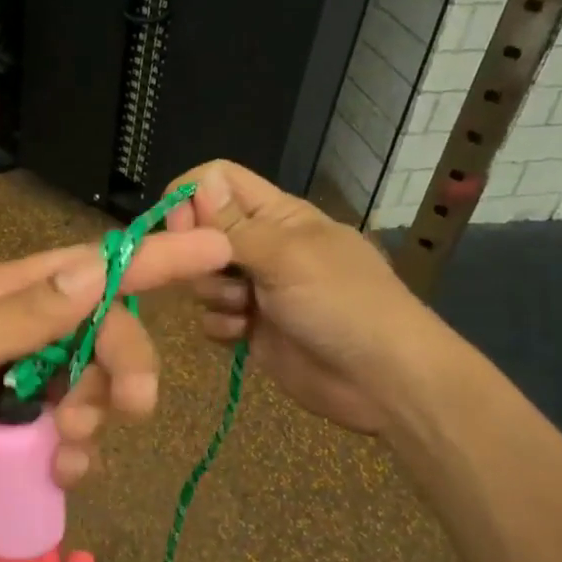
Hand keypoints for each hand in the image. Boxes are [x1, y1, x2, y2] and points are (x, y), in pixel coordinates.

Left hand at [0, 229, 231, 556]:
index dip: (148, 261)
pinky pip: (77, 442)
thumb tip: (95, 268)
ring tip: (68, 444)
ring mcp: (23, 394)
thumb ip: (24, 315)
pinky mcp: (24, 447)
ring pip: (96, 389)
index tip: (212, 251)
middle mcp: (18, 339)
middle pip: (102, 332)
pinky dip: (82, 456)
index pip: (84, 269)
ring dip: (99, 415)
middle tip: (135, 404)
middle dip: (126, 363)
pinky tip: (61, 472)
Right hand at [164, 160, 434, 435]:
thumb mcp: (287, 255)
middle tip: (221, 273)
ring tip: (245, 310)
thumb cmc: (341, 302)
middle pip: (201, 231)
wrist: (382, 380)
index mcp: (277, 215)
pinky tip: (244, 336)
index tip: (179, 228)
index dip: (192, 197)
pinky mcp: (251, 328)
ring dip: (214, 294)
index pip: (220, 181)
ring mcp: (256, 289)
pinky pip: (212, 317)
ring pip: (202, 277)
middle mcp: (262, 245)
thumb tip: (198, 182)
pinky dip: (222, 326)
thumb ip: (234, 224)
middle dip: (199, 254)